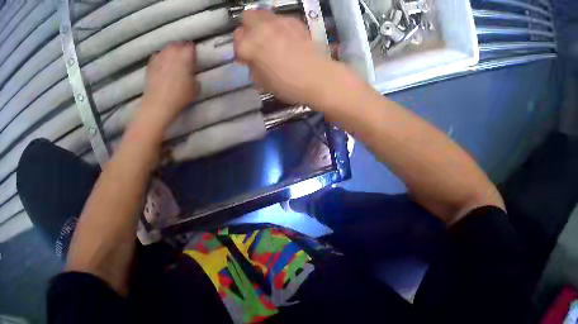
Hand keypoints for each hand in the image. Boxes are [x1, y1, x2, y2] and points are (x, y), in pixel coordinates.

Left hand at [139, 42, 199, 128]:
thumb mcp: (195, 88)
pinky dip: (159, 60)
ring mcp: (160, 56)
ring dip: (169, 53)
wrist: (158, 105)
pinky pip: (156, 57)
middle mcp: (173, 50)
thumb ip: (195, 77)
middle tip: (182, 60)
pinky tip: (160, 67)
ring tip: (170, 62)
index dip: (192, 53)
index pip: (191, 46)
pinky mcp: (150, 64)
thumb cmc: (179, 96)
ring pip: (166, 49)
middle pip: (178, 44)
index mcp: (187, 53)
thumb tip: (192, 76)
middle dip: (180, 50)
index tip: (192, 59)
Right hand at [234, 11, 339, 105]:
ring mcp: (278, 22)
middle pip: (247, 16)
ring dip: (263, 23)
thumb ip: (251, 64)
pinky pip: (281, 18)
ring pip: (263, 13)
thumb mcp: (258, 80)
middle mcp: (260, 28)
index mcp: (247, 44)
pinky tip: (288, 37)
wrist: (315, 76)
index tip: (248, 57)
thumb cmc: (284, 83)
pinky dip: (280, 25)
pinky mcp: (294, 21)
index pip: (236, 38)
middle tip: (255, 40)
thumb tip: (252, 58)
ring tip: (271, 35)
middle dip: (248, 27)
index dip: (241, 48)